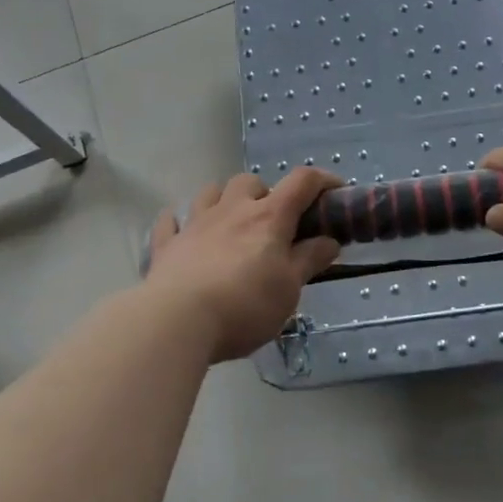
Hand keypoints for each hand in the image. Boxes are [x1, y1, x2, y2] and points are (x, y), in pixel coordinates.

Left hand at [143, 169, 341, 362]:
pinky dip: (180, 222)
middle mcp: (231, 210)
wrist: (177, 321)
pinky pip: (170, 221)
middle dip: (265, 193)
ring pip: (210, 192)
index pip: (301, 182)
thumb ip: (309, 260)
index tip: (335, 191)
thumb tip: (329, 241)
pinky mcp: (167, 245)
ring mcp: (195, 224)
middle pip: (250, 181)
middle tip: (273, 223)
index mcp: (268, 217)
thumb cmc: (245, 305)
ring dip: (224, 199)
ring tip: (231, 223)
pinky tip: (184, 232)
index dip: (322, 180)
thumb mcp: (289, 288)